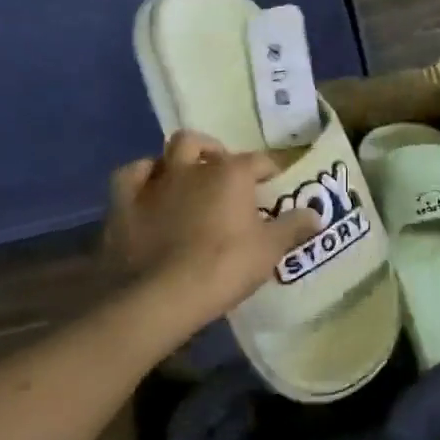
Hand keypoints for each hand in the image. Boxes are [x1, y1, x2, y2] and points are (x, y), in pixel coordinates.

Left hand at [106, 132, 320, 328]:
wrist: (162, 295)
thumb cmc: (224, 267)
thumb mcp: (269, 250)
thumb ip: (293, 227)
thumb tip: (316, 214)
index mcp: (230, 173)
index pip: (257, 160)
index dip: (268, 170)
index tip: (274, 183)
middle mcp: (191, 167)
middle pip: (203, 144)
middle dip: (214, 153)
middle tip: (223, 176)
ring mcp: (153, 182)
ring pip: (165, 152)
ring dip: (177, 160)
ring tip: (186, 179)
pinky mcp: (123, 202)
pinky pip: (130, 175)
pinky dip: (141, 177)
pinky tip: (148, 190)